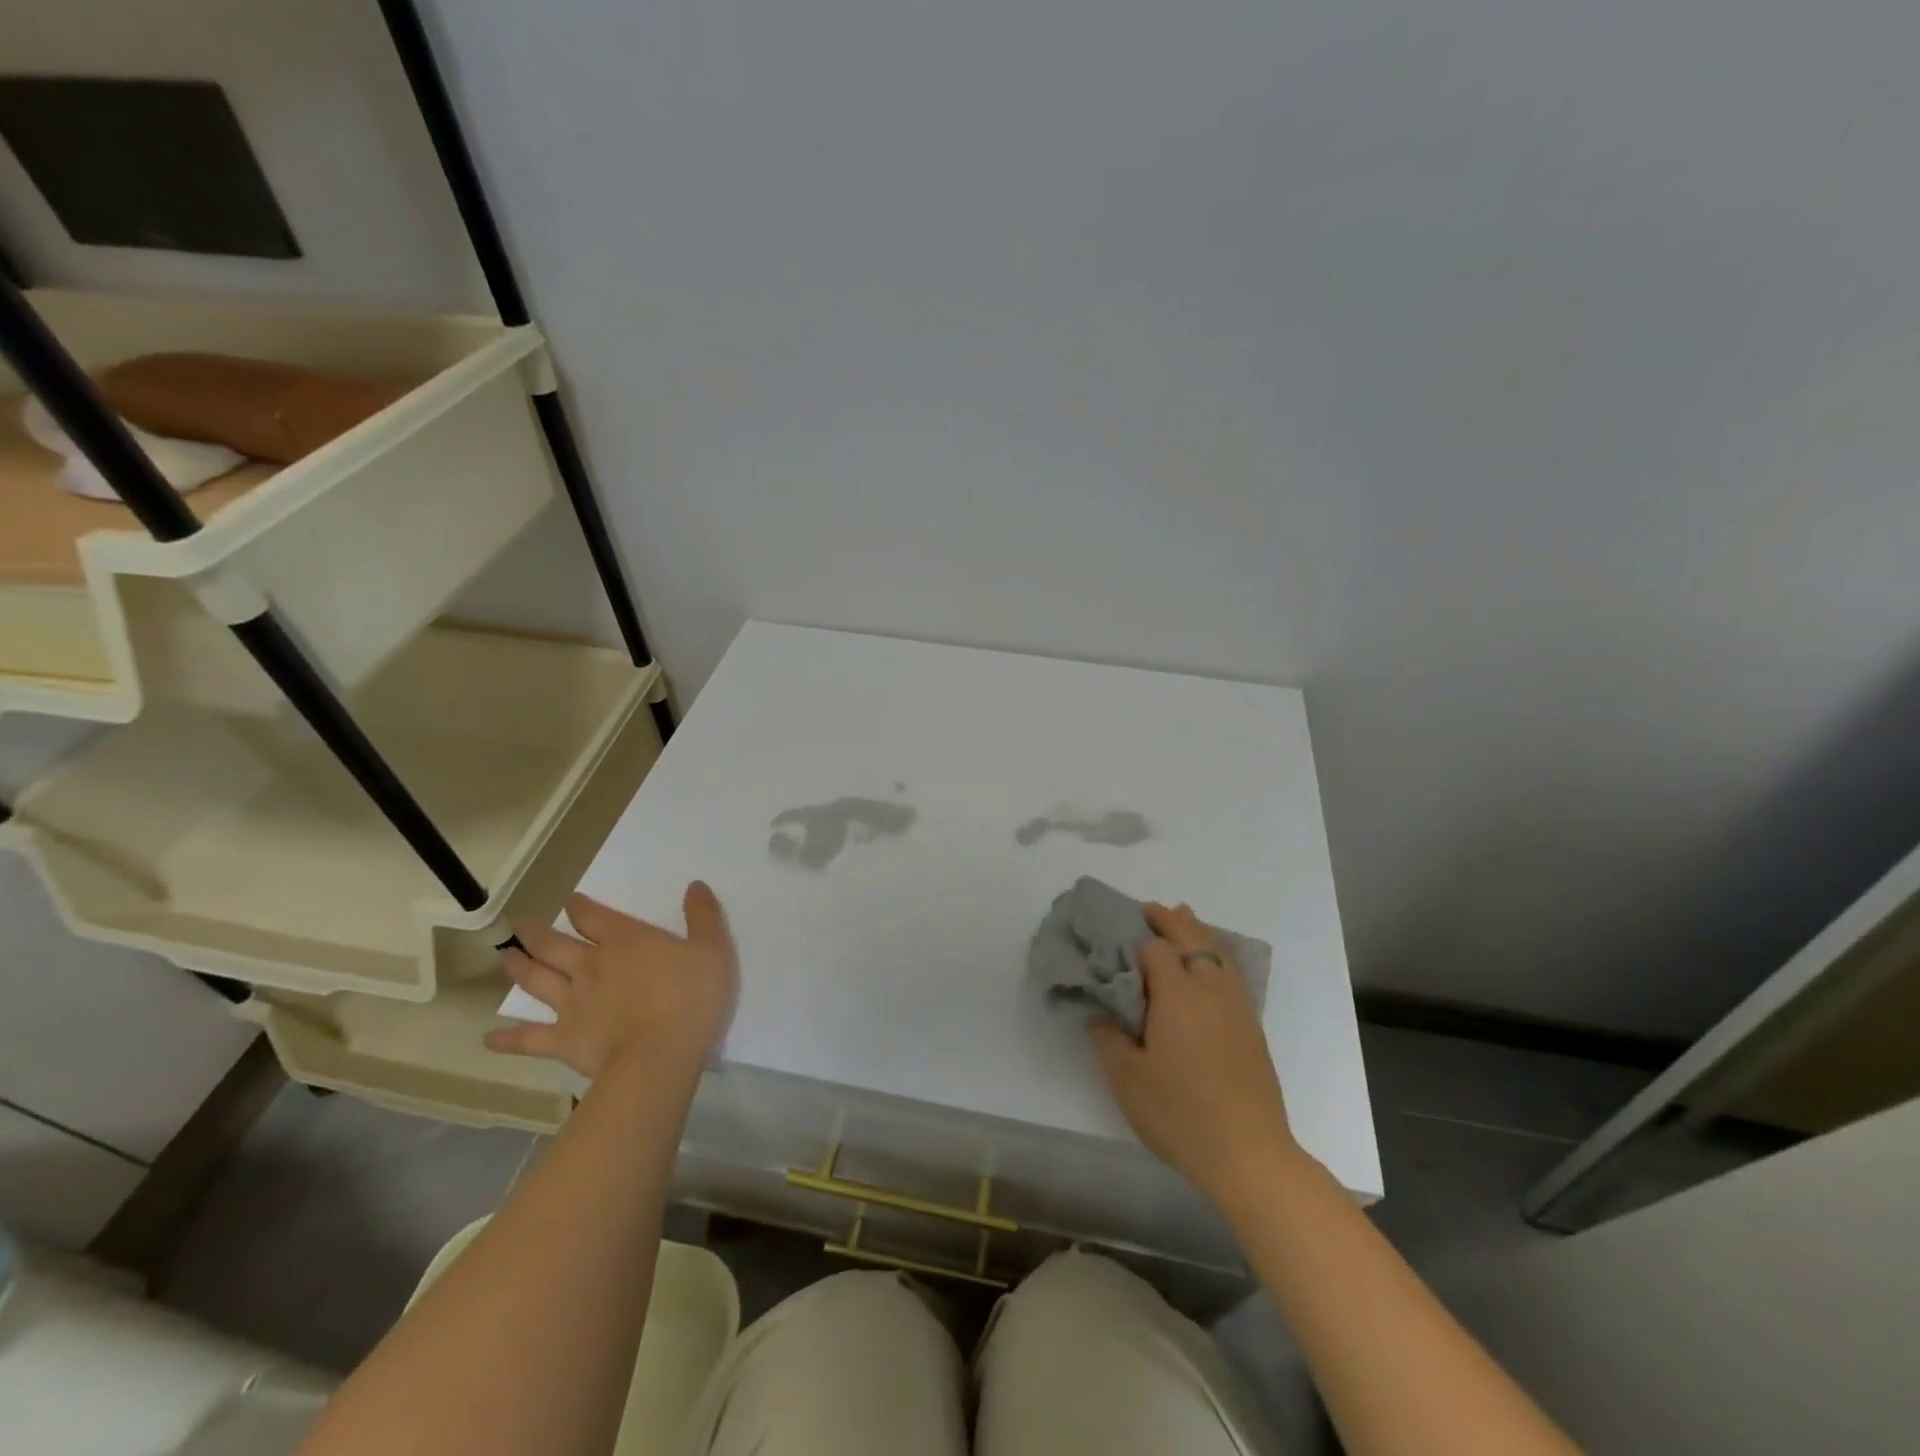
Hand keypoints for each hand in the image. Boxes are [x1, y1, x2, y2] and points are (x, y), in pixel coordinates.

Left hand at [486, 882, 736, 1083]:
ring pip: (536, 979)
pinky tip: (489, 1039)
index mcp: (625, 940)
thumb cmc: (691, 998)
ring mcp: (571, 1003)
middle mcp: (590, 965)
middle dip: (536, 932)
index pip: (593, 916)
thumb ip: (703, 916)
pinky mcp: (562, 1039)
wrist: (659, 1055)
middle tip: (521, 924)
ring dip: (518, 966)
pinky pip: (528, 1038)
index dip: (580, 906)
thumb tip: (695, 885)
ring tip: (505, 956)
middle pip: (554, 944)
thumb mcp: (712, 949)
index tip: (571, 901)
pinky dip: (507, 1039)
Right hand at [1089, 902, 1301, 1207]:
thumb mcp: (1127, 1079)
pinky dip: (1217, 954)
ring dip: (1197, 931)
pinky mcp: (1252, 1027)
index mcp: (1177, 995)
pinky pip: (1232, 972)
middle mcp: (1210, 990)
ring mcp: (1236, 1007)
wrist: (1249, 1154)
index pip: (1155, 949)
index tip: (1117, 938)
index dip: (1135, 939)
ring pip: (1218, 952)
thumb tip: (1099, 1012)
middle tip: (1149, 909)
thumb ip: (1108, 1038)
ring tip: (1183, 917)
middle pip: (1192, 938)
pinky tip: (1210, 964)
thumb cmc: (1180, 1114)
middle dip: (1170, 920)